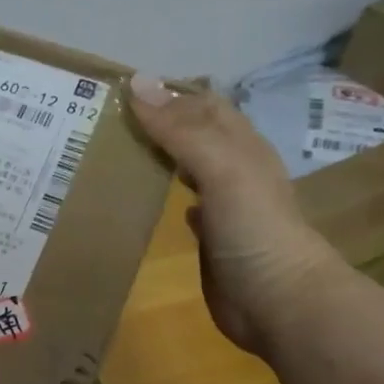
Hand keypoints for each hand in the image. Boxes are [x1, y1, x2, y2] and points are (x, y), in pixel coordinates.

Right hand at [127, 76, 341, 353]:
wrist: (278, 300)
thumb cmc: (253, 228)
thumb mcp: (220, 168)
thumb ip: (180, 129)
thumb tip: (136, 83)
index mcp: (241, 146)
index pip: (202, 103)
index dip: (166, 91)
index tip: (116, 90)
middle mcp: (234, 168)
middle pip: (194, 131)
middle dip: (157, 119)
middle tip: (104, 118)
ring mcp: (224, 204)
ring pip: (187, 165)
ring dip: (158, 153)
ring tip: (113, 148)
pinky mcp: (212, 237)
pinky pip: (184, 202)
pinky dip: (163, 191)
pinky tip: (144, 194)